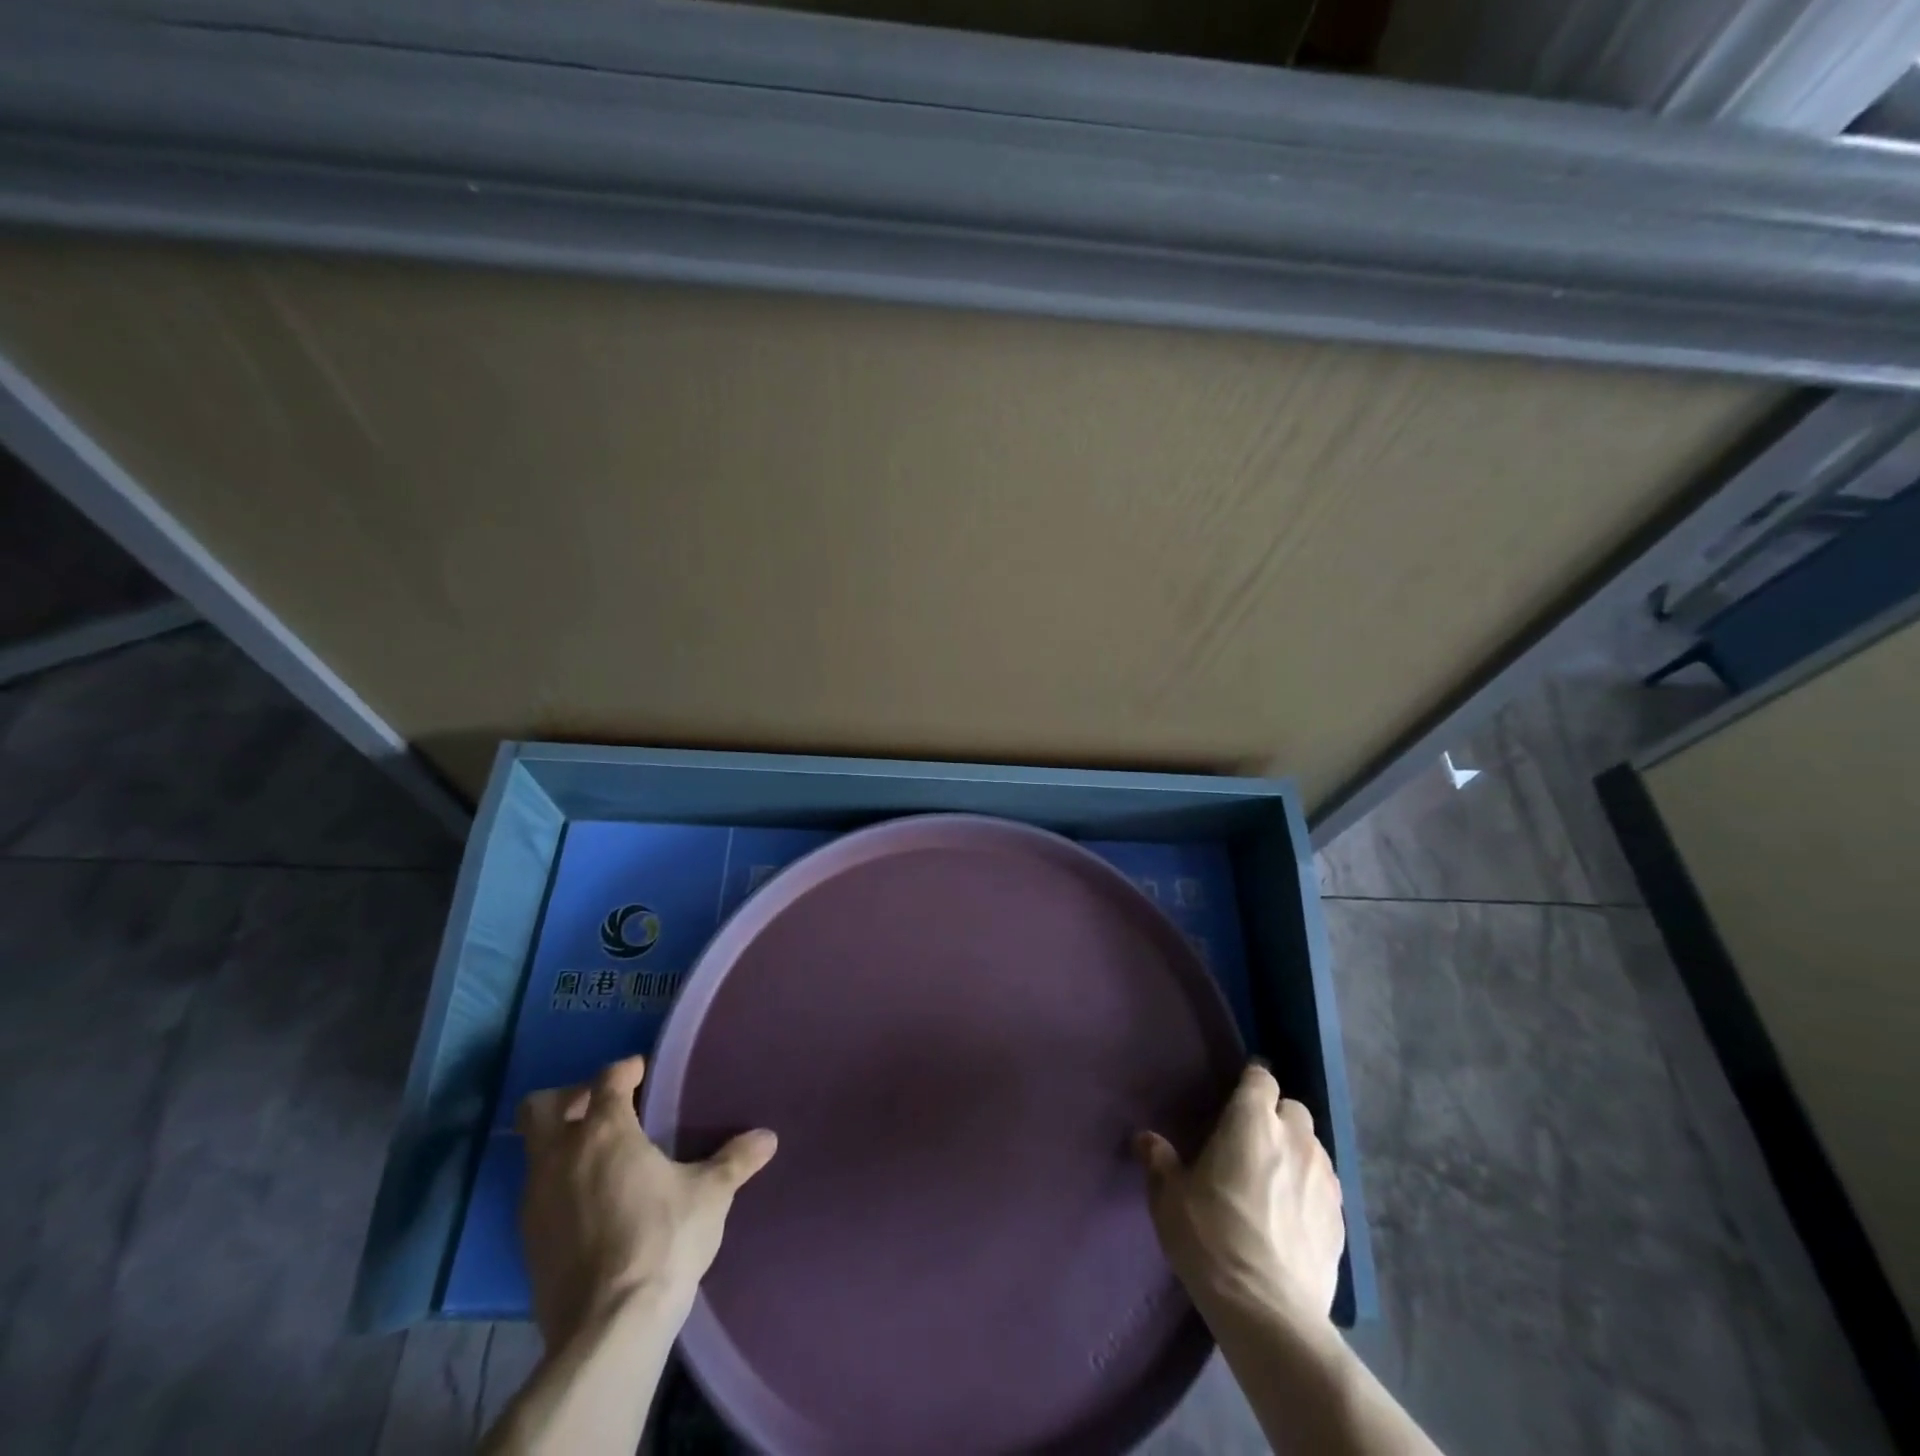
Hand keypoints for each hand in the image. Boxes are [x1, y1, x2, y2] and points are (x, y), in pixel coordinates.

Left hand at [516, 1055, 777, 1347]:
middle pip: (541, 1107)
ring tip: (602, 1156)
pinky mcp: (527, 1242)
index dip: (625, 1070)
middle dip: (569, 1097)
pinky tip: (592, 1201)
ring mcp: (535, 1201)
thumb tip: (768, 1137)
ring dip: (562, 1143)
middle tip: (603, 1106)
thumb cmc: (663, 1240)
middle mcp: (561, 1157)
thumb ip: (735, 1160)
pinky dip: (559, 1183)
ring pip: (534, 1151)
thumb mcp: (710, 1195)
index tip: (642, 1072)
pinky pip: (537, 1193)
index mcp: (605, 1132)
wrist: (608, 1328)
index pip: (607, 1080)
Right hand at [1135, 1061, 1343, 1326]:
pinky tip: (1292, 1216)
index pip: (1261, 1077)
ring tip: (1273, 1179)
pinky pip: (1326, 1187)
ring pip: (1313, 1147)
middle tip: (1250, 1141)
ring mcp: (1324, 1180)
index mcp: (1252, 1122)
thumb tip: (1145, 1139)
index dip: (1249, 1083)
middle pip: (1293, 1108)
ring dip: (1295, 1152)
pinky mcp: (1341, 1221)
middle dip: (1275, 1116)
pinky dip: (1310, 1190)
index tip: (1234, 1097)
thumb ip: (1159, 1161)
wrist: (1268, 1312)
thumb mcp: (1169, 1198)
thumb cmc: (1211, 1238)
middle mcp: (1295, 1140)